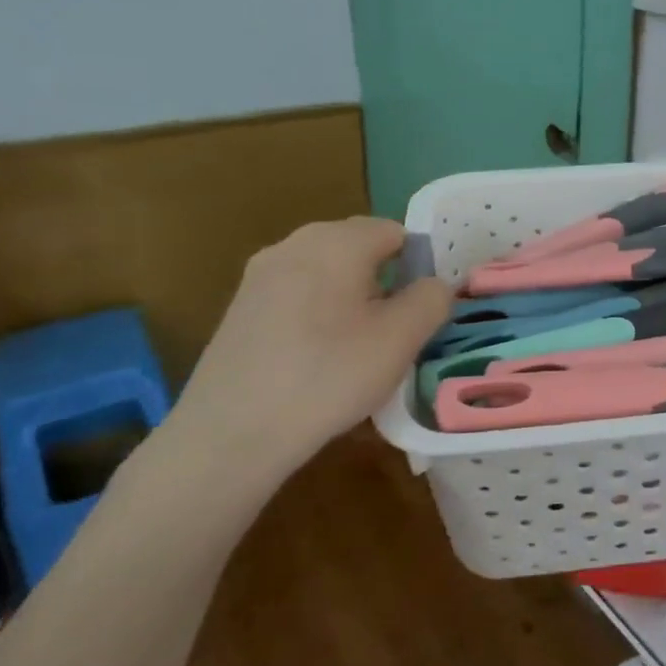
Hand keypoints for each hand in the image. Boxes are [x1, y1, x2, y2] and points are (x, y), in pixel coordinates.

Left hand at [161, 217, 452, 491]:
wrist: (232, 432)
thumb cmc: (329, 375)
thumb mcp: (401, 339)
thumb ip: (432, 299)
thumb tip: (433, 285)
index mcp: (337, 241)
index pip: (395, 232)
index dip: (418, 267)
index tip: (422, 311)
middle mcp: (294, 243)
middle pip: (358, 249)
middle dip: (384, 283)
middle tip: (395, 333)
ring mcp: (260, 275)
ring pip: (327, 274)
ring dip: (351, 300)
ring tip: (358, 351)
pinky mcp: (241, 308)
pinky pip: (297, 297)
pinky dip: (318, 316)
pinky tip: (317, 361)